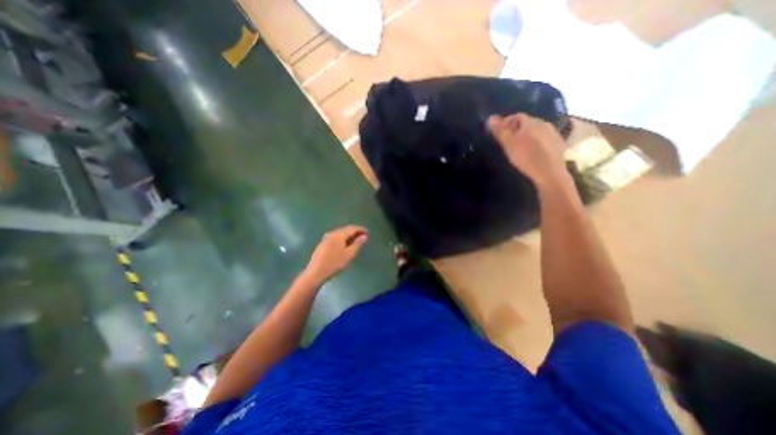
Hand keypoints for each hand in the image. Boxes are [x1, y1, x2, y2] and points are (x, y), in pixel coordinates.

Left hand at [303, 226, 368, 283]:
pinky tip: (344, 245)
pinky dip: (342, 238)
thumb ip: (357, 244)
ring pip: (340, 233)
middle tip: (363, 236)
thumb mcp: (349, 254)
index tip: (368, 232)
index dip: (361, 229)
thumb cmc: (334, 264)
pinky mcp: (323, 243)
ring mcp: (326, 238)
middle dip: (355, 232)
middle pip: (346, 229)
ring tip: (355, 241)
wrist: (315, 272)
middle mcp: (332, 233)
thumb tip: (364, 236)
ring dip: (348, 235)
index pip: (352, 228)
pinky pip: (335, 237)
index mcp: (339, 234)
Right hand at [491, 112, 567, 185]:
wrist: (549, 172)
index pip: (517, 116)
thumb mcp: (509, 145)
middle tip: (509, 141)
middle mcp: (544, 123)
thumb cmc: (526, 157)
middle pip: (528, 122)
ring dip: (528, 134)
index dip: (507, 122)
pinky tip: (534, 152)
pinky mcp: (559, 143)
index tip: (501, 133)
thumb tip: (491, 117)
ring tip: (521, 147)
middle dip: (517, 129)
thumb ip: (500, 131)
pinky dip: (537, 141)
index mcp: (531, 122)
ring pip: (537, 129)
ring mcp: (553, 133)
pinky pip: (545, 137)